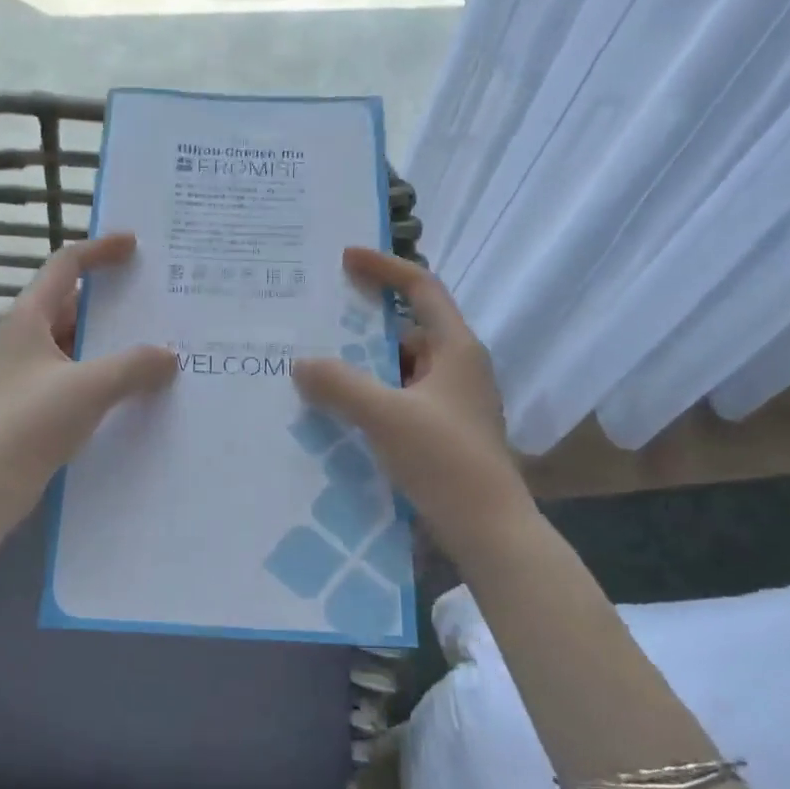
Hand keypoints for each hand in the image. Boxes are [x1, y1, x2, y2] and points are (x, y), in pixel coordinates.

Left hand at [0, 233, 176, 517]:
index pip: (66, 266)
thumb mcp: (89, 388)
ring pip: (74, 344)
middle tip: (156, 301)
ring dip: (110, 343)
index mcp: (27, 318)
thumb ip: (134, 366)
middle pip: (72, 304)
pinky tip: (130, 389)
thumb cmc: (30, 423)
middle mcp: (23, 338)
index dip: (100, 250)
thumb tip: (169, 355)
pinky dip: (101, 373)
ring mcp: (24, 373)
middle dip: (113, 302)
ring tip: (155, 345)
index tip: (134, 244)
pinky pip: (73, 375)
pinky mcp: (30, 404)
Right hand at [292, 248, 531, 555]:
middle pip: (407, 330)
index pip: (421, 288)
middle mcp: (459, 367)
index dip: (384, 268)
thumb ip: (340, 385)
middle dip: (362, 327)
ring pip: (401, 369)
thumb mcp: (386, 416)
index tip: (345, 259)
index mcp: (457, 348)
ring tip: (317, 371)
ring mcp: (452, 401)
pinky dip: (372, 397)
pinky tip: (340, 412)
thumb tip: (301, 363)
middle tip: (317, 324)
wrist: (488, 529)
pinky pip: (401, 398)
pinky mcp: (443, 430)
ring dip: (364, 367)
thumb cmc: (444, 460)